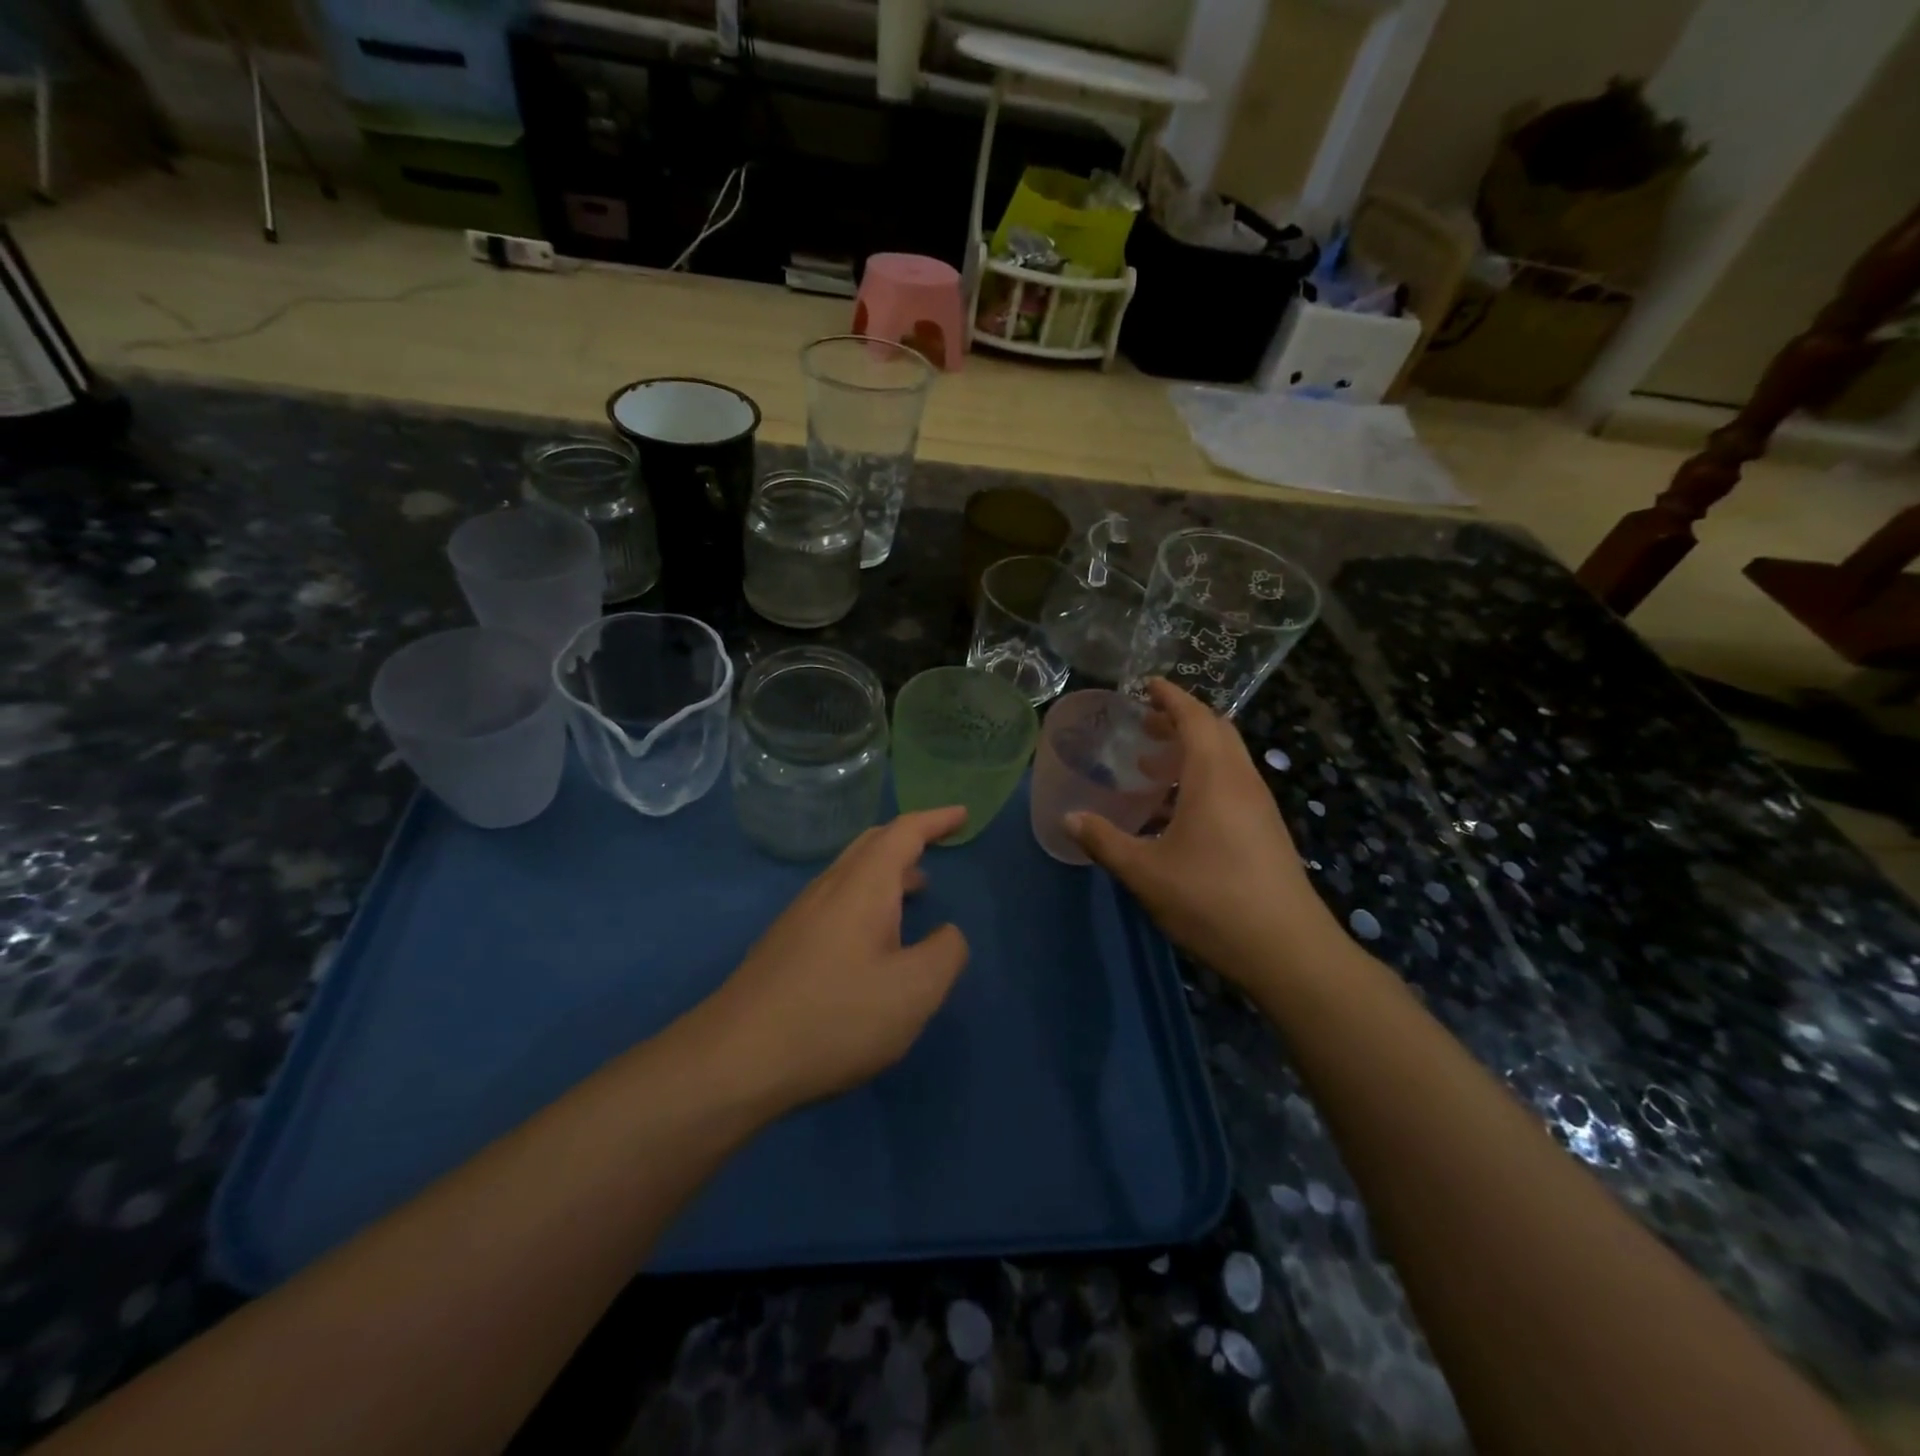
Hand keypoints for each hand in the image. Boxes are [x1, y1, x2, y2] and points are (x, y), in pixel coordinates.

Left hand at [702, 808, 971, 1110]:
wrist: (735, 1059)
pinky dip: (868, 897)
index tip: (962, 814)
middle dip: (910, 837)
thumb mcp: (913, 991)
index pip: (904, 832)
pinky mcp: (786, 943)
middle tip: (941, 843)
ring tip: (917, 888)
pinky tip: (874, 936)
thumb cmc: (835, 1018)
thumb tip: (949, 934)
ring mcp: (801, 915)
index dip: (936, 820)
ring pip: (852, 872)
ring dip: (888, 870)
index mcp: (863, 886)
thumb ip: (946, 953)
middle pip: (872, 844)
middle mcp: (830, 888)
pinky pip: (837, 899)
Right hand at [1068, 679, 1339, 989]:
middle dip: (1180, 721)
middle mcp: (1242, 782)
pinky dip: (1204, 778)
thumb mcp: (1145, 872)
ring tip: (1152, 765)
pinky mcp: (1267, 831)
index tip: (1147, 685)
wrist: (1288, 950)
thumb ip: (1104, 841)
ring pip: (1227, 760)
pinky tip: (1177, 812)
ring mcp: (1260, 807)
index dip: (1171, 698)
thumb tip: (1069, 818)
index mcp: (1215, 777)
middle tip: (1144, 725)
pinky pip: (1233, 785)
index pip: (1195, 718)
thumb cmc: (1211, 901)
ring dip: (1192, 752)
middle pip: (1216, 732)